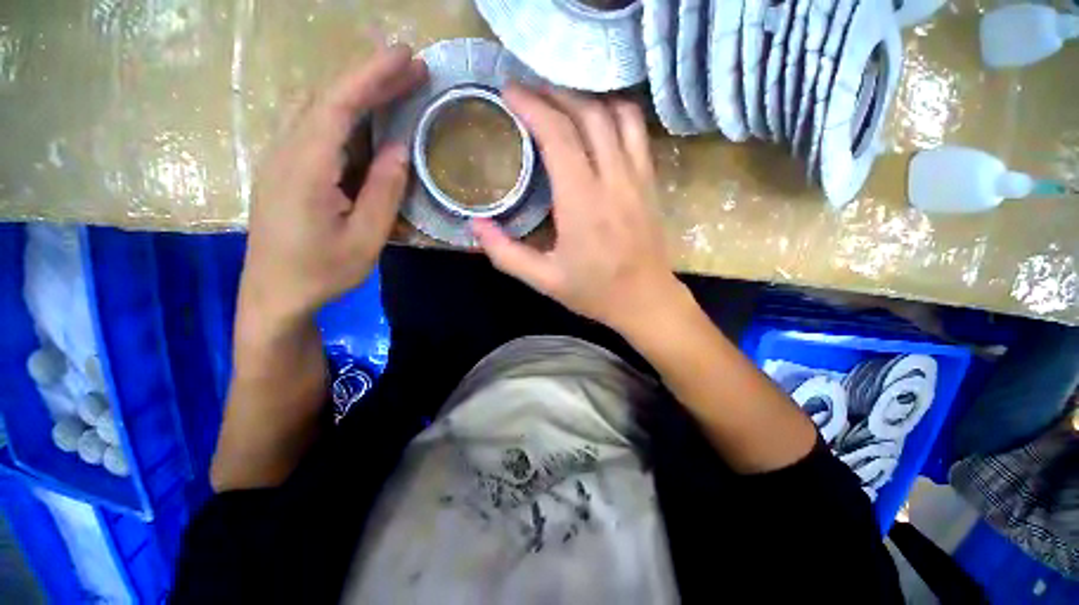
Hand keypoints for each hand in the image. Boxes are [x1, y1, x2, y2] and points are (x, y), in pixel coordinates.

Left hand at [238, 45, 426, 337]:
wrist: (274, 294)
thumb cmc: (322, 272)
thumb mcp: (365, 239)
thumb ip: (383, 192)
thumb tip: (399, 149)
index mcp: (306, 169)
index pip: (338, 106)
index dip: (371, 76)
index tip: (405, 57)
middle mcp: (286, 152)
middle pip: (326, 98)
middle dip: (370, 78)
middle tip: (412, 69)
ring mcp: (280, 158)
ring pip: (318, 109)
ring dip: (358, 94)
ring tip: (396, 88)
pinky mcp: (284, 168)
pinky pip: (315, 128)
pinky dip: (344, 114)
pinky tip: (367, 119)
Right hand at [473, 87, 687, 336]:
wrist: (645, 300)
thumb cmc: (595, 292)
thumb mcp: (544, 280)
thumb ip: (506, 253)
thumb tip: (475, 226)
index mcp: (582, 203)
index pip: (558, 136)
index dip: (532, 107)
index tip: (509, 93)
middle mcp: (613, 180)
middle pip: (588, 114)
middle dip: (555, 93)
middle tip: (529, 92)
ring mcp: (638, 178)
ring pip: (617, 114)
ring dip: (587, 98)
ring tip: (561, 100)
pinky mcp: (651, 182)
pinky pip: (637, 132)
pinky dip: (615, 113)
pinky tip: (598, 120)